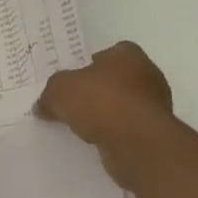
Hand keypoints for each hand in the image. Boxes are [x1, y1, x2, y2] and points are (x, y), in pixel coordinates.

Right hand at [34, 41, 173, 187]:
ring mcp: (155, 106)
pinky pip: (129, 128)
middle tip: (75, 102)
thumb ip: (50, 94)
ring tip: (83, 126)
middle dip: (99, 90)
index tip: (75, 79)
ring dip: (108, 114)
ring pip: (124, 105)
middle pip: (117, 79)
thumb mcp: (60, 90)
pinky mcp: (155, 133)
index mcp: (128, 55)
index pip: (110, 52)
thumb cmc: (101, 102)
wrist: (138, 144)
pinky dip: (115, 133)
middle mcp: (147, 75)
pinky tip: (98, 141)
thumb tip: (43, 106)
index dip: (91, 64)